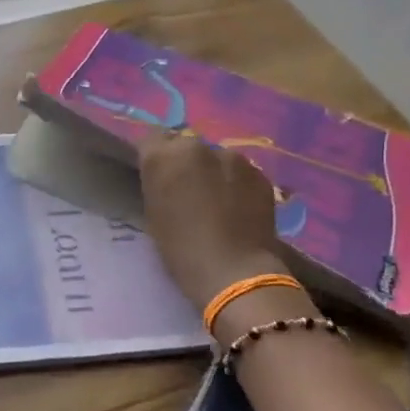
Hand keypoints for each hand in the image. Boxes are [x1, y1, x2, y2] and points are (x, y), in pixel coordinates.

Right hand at [138, 133, 289, 310]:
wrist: (233, 270)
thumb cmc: (180, 248)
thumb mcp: (154, 213)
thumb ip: (158, 184)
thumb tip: (166, 176)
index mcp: (163, 156)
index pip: (150, 140)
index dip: (153, 156)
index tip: (156, 174)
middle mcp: (196, 147)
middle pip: (185, 145)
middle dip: (184, 162)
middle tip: (187, 189)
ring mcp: (232, 157)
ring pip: (215, 158)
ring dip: (213, 172)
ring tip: (217, 201)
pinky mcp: (259, 172)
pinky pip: (240, 172)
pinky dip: (236, 184)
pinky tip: (238, 208)